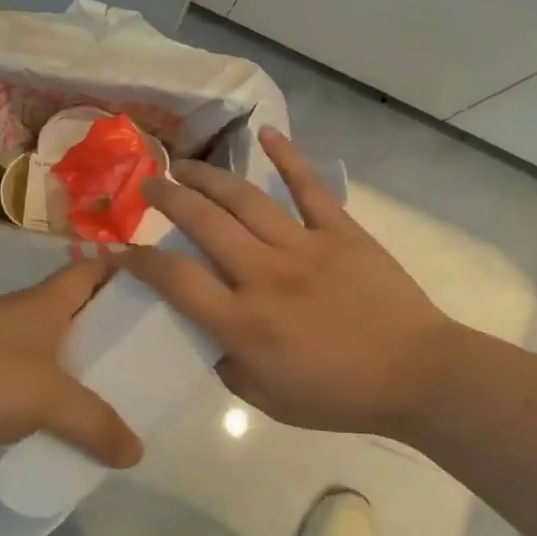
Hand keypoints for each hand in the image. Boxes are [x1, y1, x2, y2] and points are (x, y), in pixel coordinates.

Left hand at [0, 262, 144, 467]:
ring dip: (75, 360)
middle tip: (143, 353)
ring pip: (47, 342)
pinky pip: (22, 372)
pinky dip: (44, 387)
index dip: (127, 272)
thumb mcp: (49, 401)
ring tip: (107, 390)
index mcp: (45, 302)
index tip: (159, 292)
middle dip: (108, 325)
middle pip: (74, 306)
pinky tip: (55, 418)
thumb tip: (137, 453)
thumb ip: (97, 425)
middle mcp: (20, 312)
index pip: (94, 268)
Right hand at [123, 127, 462, 442]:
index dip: (139, 260)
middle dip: (167, 199)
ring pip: (245, 199)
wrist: (416, 375)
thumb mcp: (269, 401)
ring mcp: (304, 246)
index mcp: (243, 322)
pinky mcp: (340, 230)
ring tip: (186, 166)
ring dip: (209, 178)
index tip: (119, 248)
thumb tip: (212, 335)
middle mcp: (264, 274)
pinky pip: (309, 186)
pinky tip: (265, 134)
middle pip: (203, 223)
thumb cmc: (340, 395)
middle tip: (148, 185)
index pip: (175, 279)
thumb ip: (229, 366)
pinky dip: (287, 157)